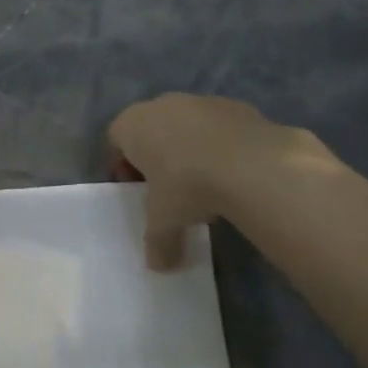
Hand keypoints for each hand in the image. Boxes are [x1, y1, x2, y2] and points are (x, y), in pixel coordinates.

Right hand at [108, 94, 332, 269]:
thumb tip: (160, 267)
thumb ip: (157, 243)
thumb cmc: (187, 186)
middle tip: (168, 189)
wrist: (252, 164)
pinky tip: (232, 173)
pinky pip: (219, 128)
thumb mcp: (164, 222)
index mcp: (133, 124)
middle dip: (157, 157)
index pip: (115, 140)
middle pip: (151, 130)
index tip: (138, 191)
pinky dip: (220, 146)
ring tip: (205, 184)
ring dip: (189, 150)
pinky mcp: (237, 106)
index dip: (123, 167)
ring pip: (186, 126)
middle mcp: (163, 104)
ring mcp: (202, 101)